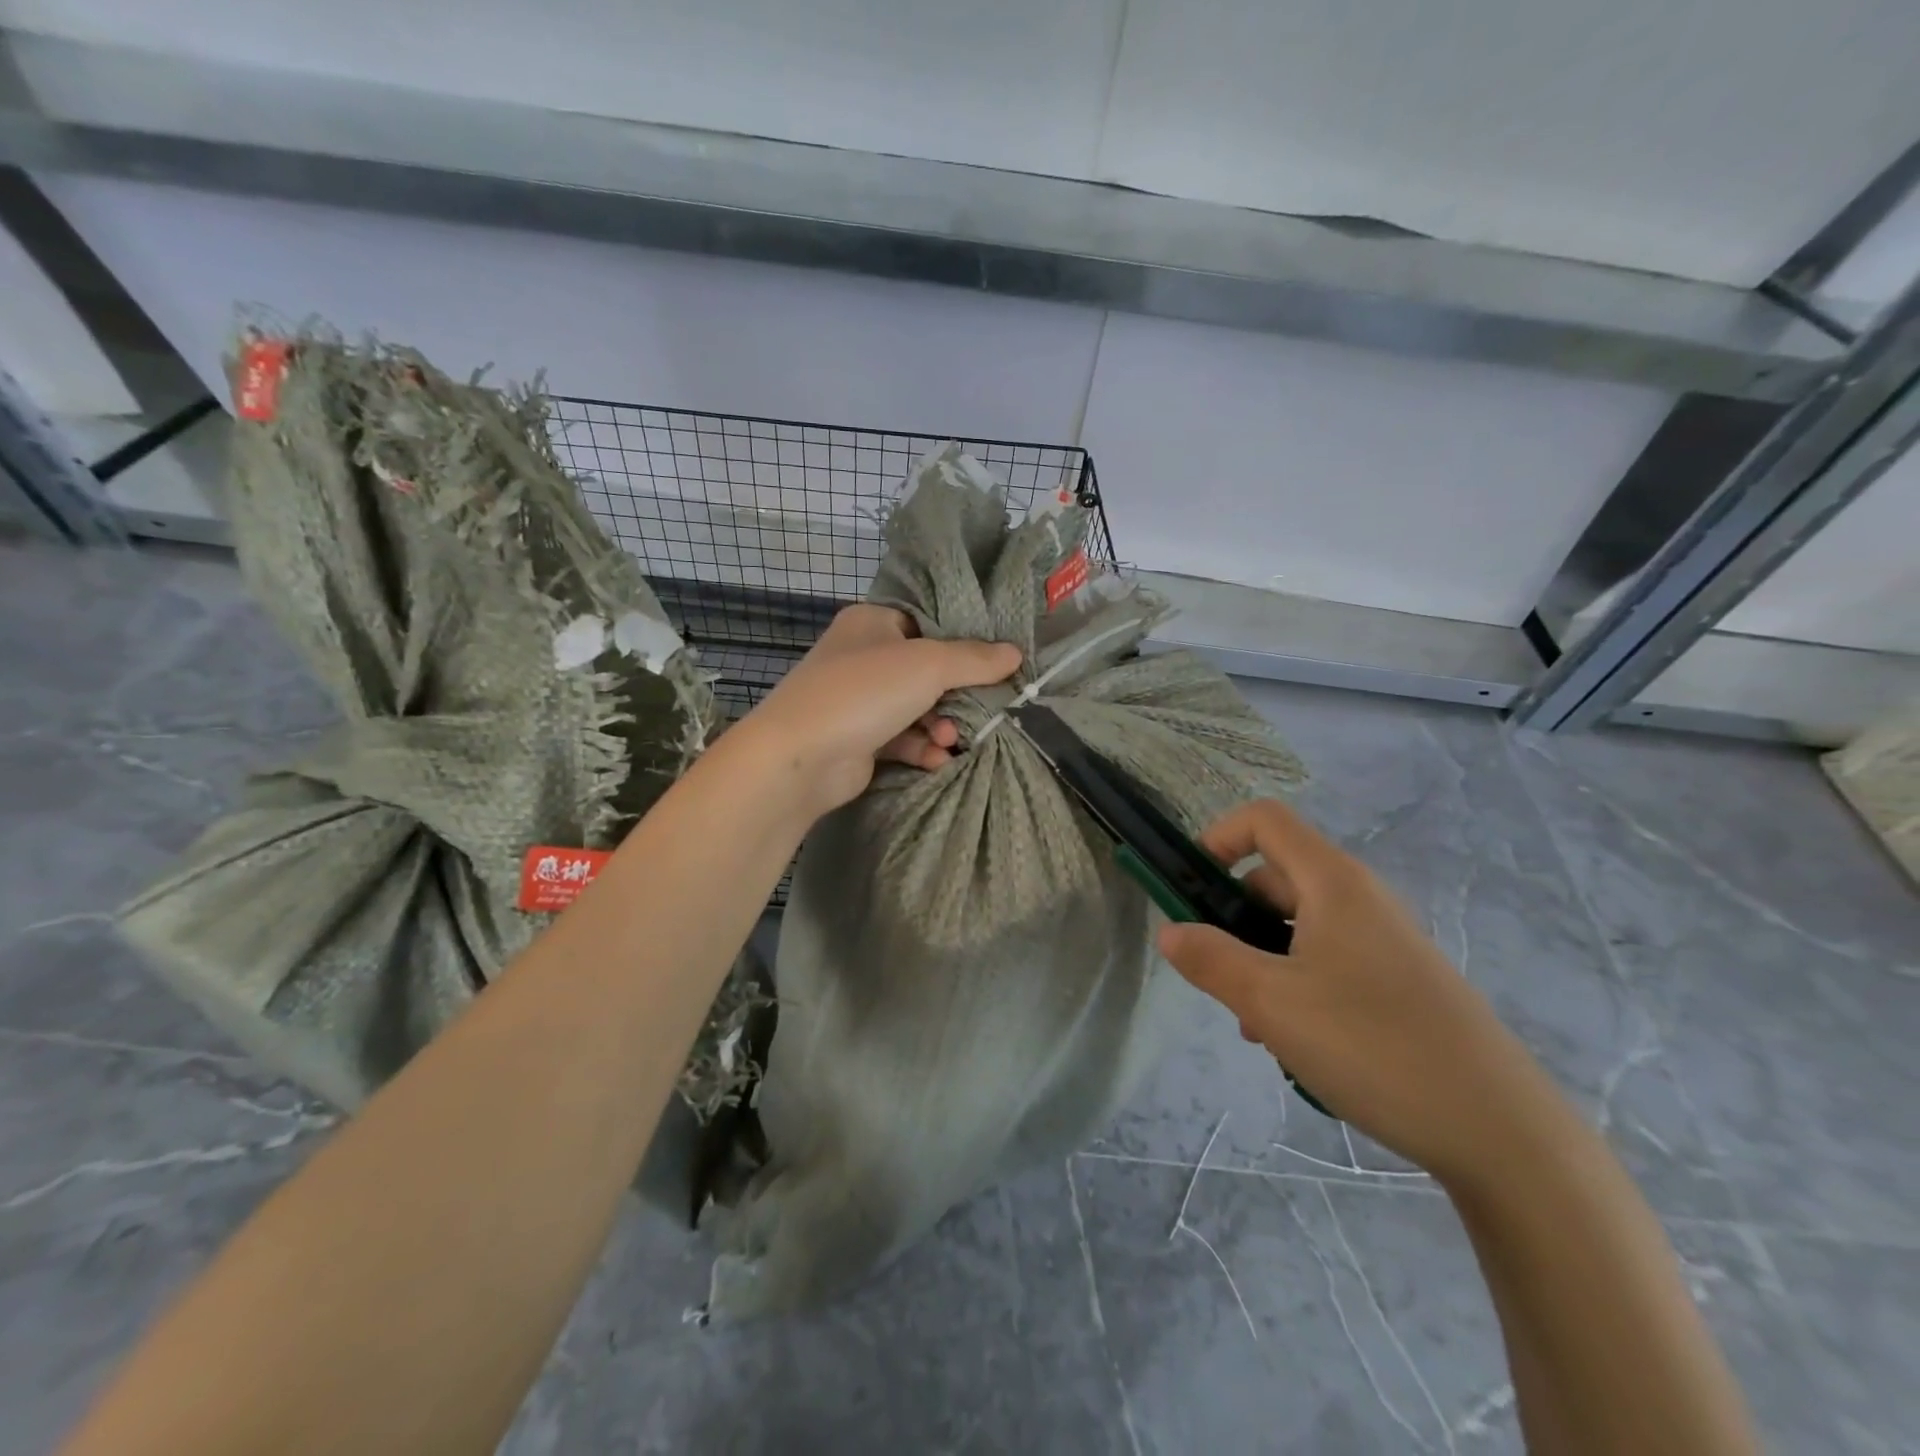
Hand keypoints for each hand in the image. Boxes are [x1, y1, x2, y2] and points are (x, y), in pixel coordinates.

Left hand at [732, 605, 1019, 817]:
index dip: (963, 639)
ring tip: (949, 740)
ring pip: (916, 707)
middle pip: (926, 669)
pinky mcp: (858, 738)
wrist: (800, 758)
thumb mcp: (927, 665)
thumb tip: (1015, 653)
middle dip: (955, 694)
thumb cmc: (864, 692)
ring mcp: (858, 699)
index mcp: (871, 622)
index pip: (926, 621)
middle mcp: (863, 655)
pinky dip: (921, 747)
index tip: (997, 659)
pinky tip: (936, 760)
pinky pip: (902, 737)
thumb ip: (973, 659)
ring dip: (939, 725)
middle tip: (982, 709)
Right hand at [1158, 800, 1569, 1186]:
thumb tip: (1169, 931)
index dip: (1218, 838)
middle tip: (1221, 977)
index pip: (1264, 820)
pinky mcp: (1401, 982)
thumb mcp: (1270, 1002)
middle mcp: (1361, 899)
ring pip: (1299, 927)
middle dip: (1234, 918)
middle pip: (1276, 877)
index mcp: (1333, 882)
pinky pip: (1329, 961)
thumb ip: (1210, 959)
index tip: (1191, 889)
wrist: (1503, 1132)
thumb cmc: (1374, 1046)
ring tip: (1257, 1027)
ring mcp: (1385, 941)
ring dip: (1262, 961)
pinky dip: (1297, 985)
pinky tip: (1297, 1045)